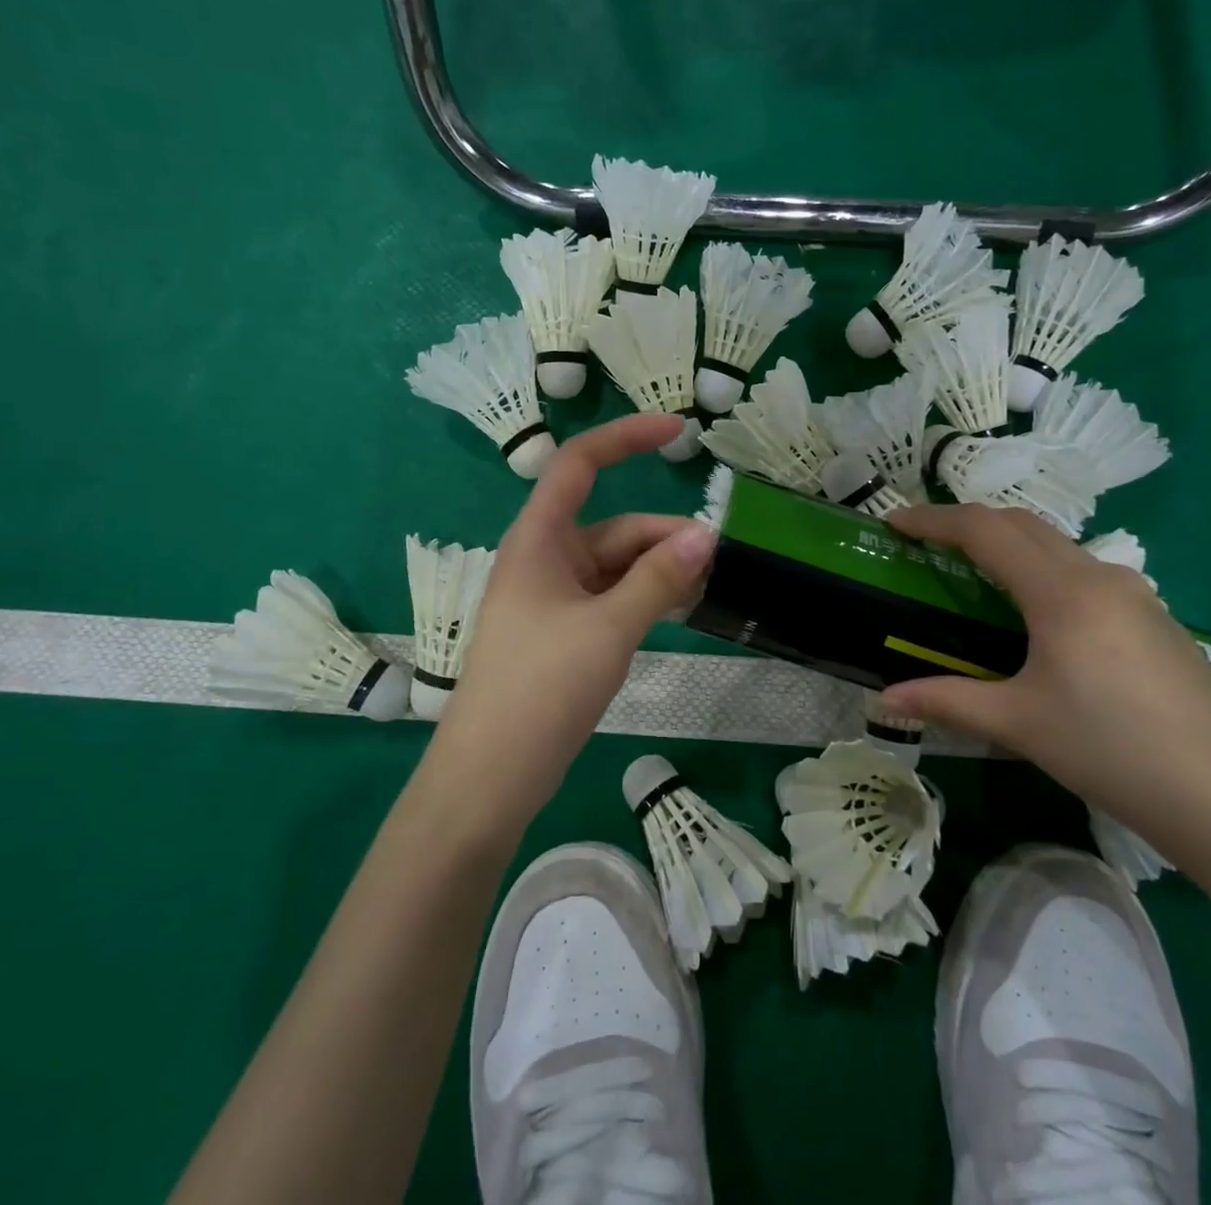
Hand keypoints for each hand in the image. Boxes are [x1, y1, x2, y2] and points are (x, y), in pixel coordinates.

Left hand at [431, 413, 716, 820]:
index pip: (580, 464)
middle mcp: (547, 559)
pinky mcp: (566, 632)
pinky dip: (647, 597)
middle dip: (666, 537)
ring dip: (661, 570)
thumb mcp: (608, 629)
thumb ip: (658, 578)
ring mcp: (556, 598)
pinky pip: (614, 597)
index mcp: (539, 540)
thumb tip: (706, 532)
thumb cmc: (539, 689)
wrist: (490, 777)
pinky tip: (680, 610)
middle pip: (615, 527)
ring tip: (707, 588)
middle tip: (719, 560)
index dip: (627, 438)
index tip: (681, 432)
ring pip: (619, 566)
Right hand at [881, 504, 1210, 874]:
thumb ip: (947, 701)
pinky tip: (1038, 614)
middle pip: (1022, 524)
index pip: (984, 531)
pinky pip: (1085, 573)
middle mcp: (1099, 577)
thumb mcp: (1020, 724)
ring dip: (1010, 543)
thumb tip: (884, 701)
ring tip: (974, 570)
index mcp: (1061, 592)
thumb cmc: (1114, 752)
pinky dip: (1043, 569)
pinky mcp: (1156, 620)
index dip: (933, 519)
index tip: (894, 521)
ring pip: (1058, 545)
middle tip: (926, 542)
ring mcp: (1136, 595)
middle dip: (968, 522)